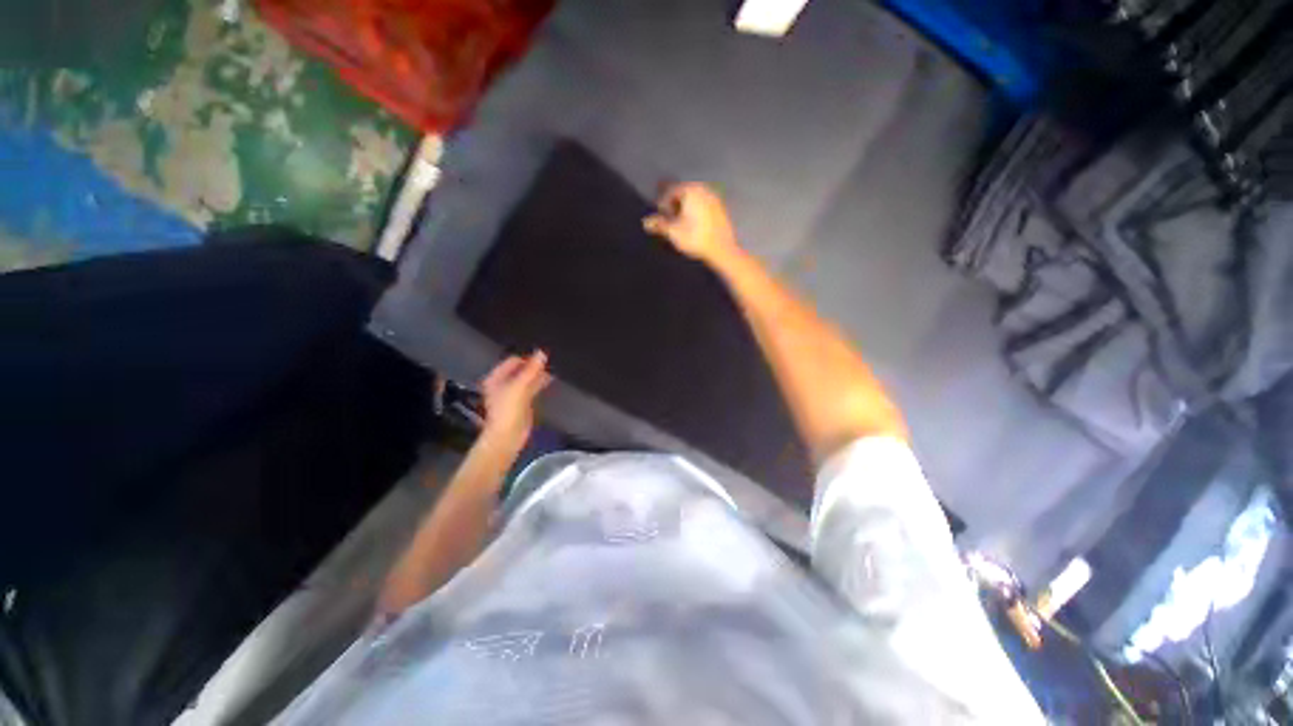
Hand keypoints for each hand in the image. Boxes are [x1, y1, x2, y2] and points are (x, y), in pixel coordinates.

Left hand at [479, 351, 551, 448]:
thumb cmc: (508, 410)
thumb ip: (531, 369)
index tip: (543, 357)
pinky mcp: (522, 402)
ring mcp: (513, 393)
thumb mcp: (519, 386)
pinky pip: (532, 387)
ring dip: (538, 374)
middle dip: (533, 365)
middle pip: (520, 369)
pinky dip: (540, 382)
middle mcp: (503, 383)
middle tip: (549, 361)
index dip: (527, 358)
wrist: (507, 436)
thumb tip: (542, 352)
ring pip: (527, 378)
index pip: (513, 360)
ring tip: (553, 368)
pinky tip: (550, 379)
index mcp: (497, 377)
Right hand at [643, 183, 740, 266]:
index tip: (661, 216)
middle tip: (670, 220)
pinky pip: (705, 207)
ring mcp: (715, 199)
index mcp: (691, 190)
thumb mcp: (673, 232)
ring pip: (695, 200)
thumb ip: (659, 225)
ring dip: (686, 210)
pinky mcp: (722, 210)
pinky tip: (695, 227)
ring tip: (682, 225)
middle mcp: (704, 189)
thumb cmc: (695, 238)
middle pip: (684, 194)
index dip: (663, 203)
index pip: (671, 191)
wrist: (722, 250)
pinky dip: (697, 214)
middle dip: (675, 205)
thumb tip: (646, 222)